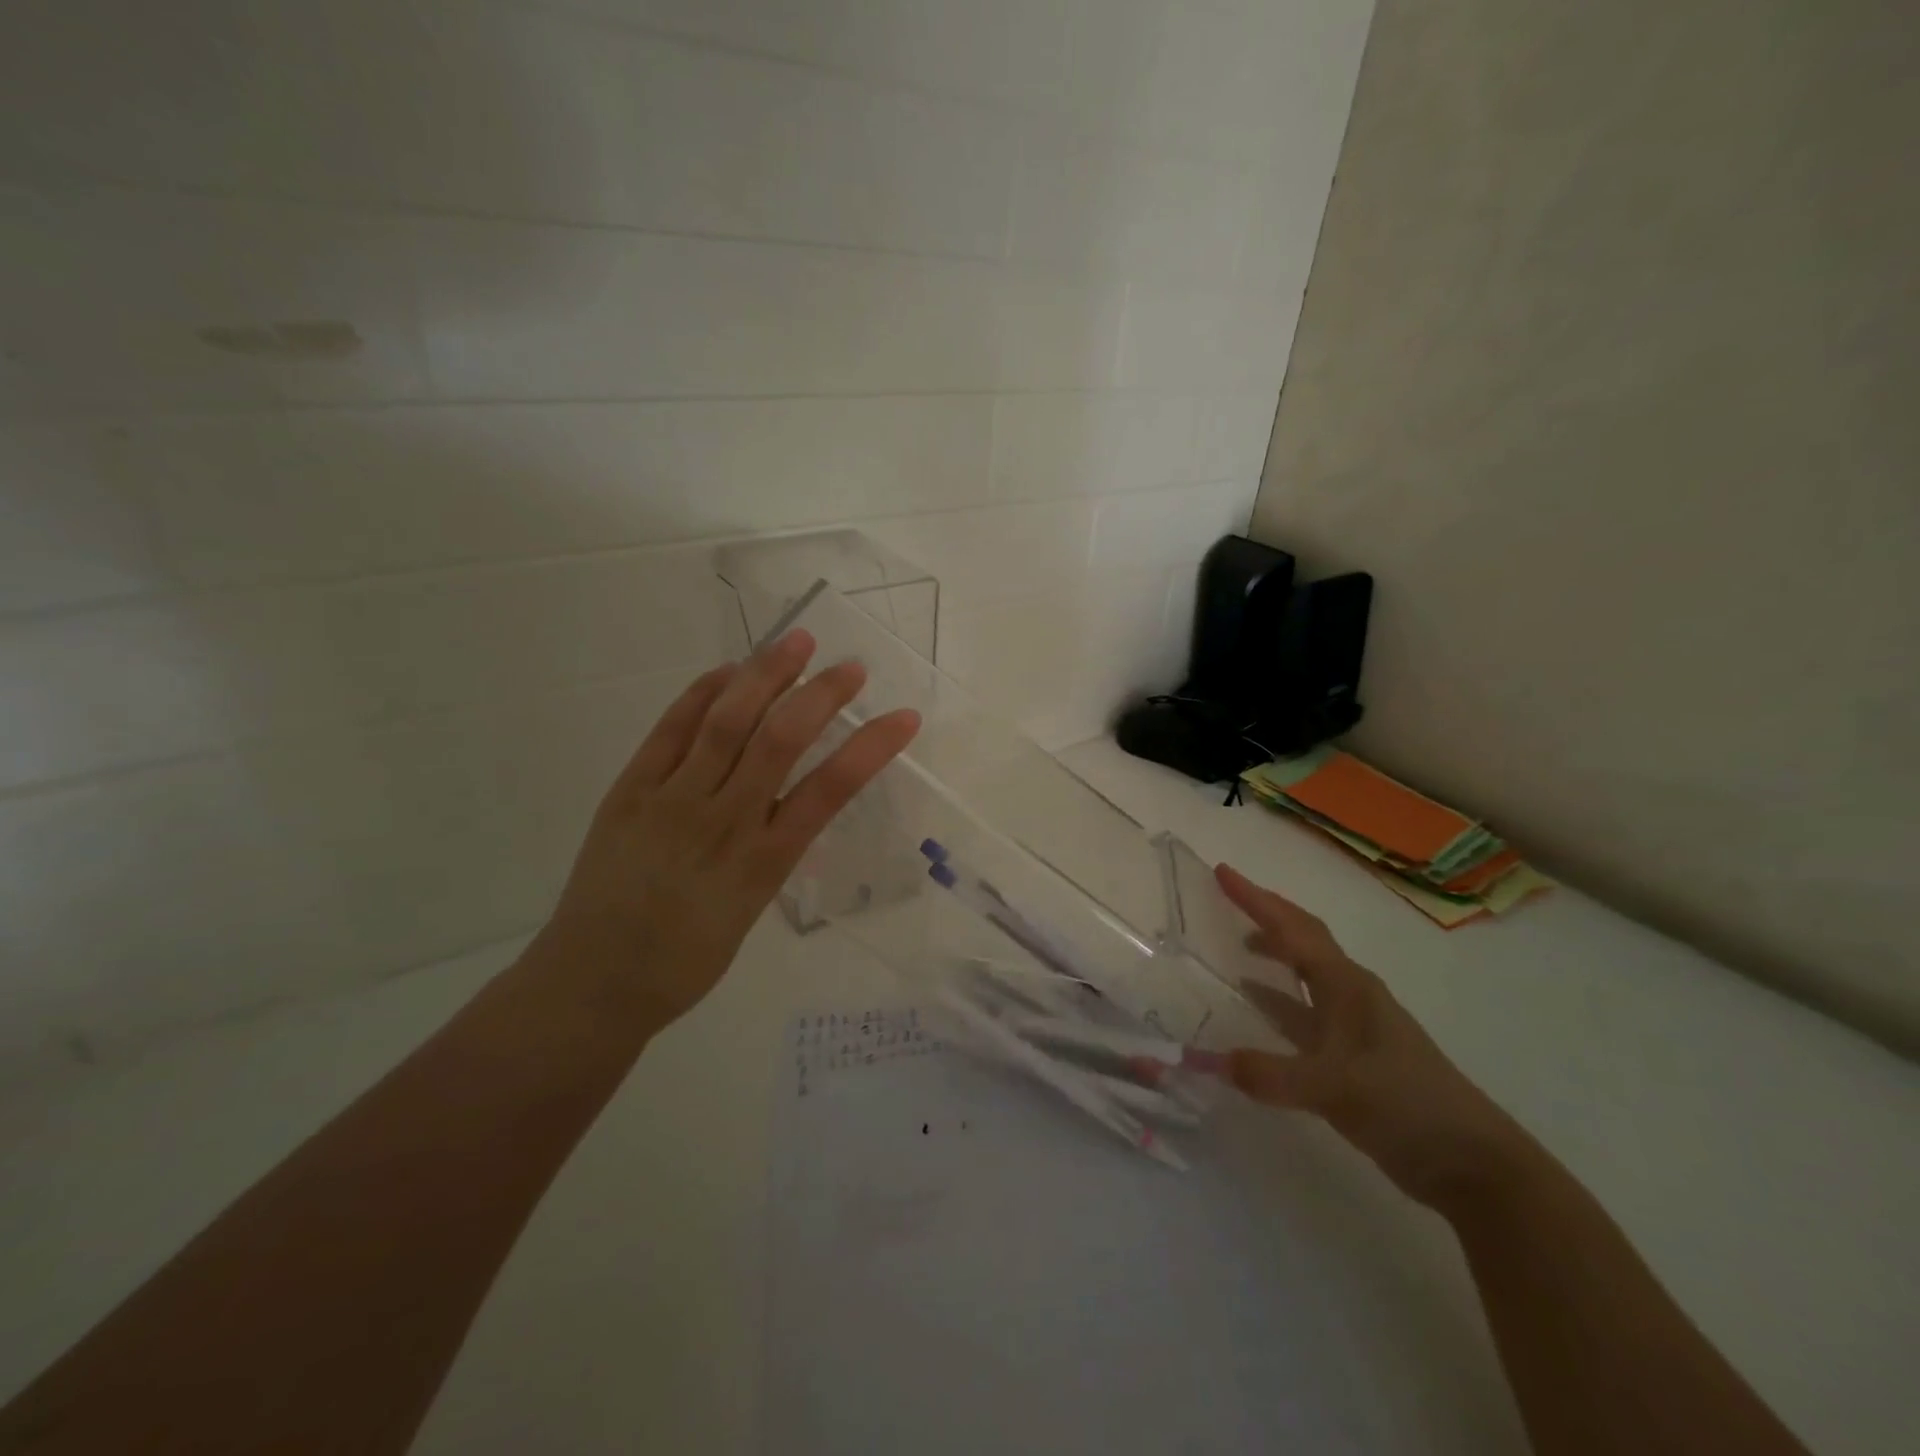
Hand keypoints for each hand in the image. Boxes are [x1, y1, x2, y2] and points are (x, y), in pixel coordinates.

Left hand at [538, 630, 919, 1027]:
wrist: (594, 984)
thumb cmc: (685, 961)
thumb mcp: (750, 912)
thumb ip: (771, 853)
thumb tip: (789, 804)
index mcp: (762, 862)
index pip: (829, 791)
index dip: (871, 747)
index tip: (904, 717)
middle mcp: (722, 821)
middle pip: (779, 740)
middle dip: (820, 695)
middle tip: (851, 666)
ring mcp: (671, 801)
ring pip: (725, 724)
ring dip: (765, 676)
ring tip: (795, 642)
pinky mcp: (629, 792)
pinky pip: (669, 732)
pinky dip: (700, 695)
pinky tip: (727, 673)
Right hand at [1215, 864, 1540, 1212]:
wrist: (1473, 1164)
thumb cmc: (1407, 1104)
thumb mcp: (1335, 1088)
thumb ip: (1270, 1073)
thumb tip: (1211, 1061)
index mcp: (1348, 986)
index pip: (1294, 929)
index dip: (1257, 900)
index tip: (1223, 872)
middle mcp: (1351, 995)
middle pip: (1304, 940)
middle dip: (1268, 915)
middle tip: (1228, 899)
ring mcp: (1354, 1027)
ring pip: (1306, 976)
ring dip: (1275, 956)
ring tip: (1237, 949)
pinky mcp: (1353, 1058)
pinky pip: (1305, 1014)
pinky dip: (1278, 1003)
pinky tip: (1258, 1011)